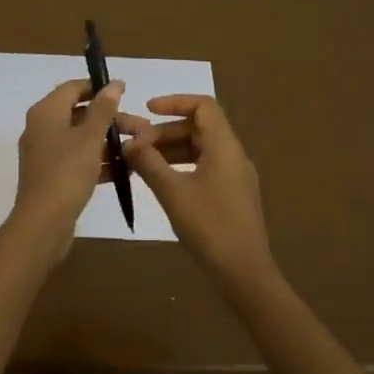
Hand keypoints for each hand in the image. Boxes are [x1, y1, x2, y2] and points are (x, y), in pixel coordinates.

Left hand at [10, 78, 127, 248]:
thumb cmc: (66, 172)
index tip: (126, 94)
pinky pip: (79, 160)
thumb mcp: (89, 137)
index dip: (99, 87)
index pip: (73, 88)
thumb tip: (113, 83)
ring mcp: (46, 153)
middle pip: (80, 114)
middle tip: (142, 128)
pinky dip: (99, 161)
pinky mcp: (53, 176)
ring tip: (140, 149)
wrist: (43, 222)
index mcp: (46, 112)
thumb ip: (103, 109)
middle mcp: (42, 128)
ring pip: (82, 139)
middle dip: (112, 119)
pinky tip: (125, 170)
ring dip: (110, 141)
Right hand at [120, 95, 274, 278]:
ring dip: (171, 150)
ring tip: (142, 163)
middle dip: (165, 132)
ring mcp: (235, 176)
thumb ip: (149, 163)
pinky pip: (205, 167)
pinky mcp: (232, 195)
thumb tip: (129, 143)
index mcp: (225, 146)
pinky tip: (161, 182)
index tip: (147, 110)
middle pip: (199, 128)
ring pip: (200, 149)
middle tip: (136, 147)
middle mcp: (233, 155)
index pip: (203, 106)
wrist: (244, 271)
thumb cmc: (209, 225)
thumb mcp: (172, 192)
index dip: (175, 102)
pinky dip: (181, 166)